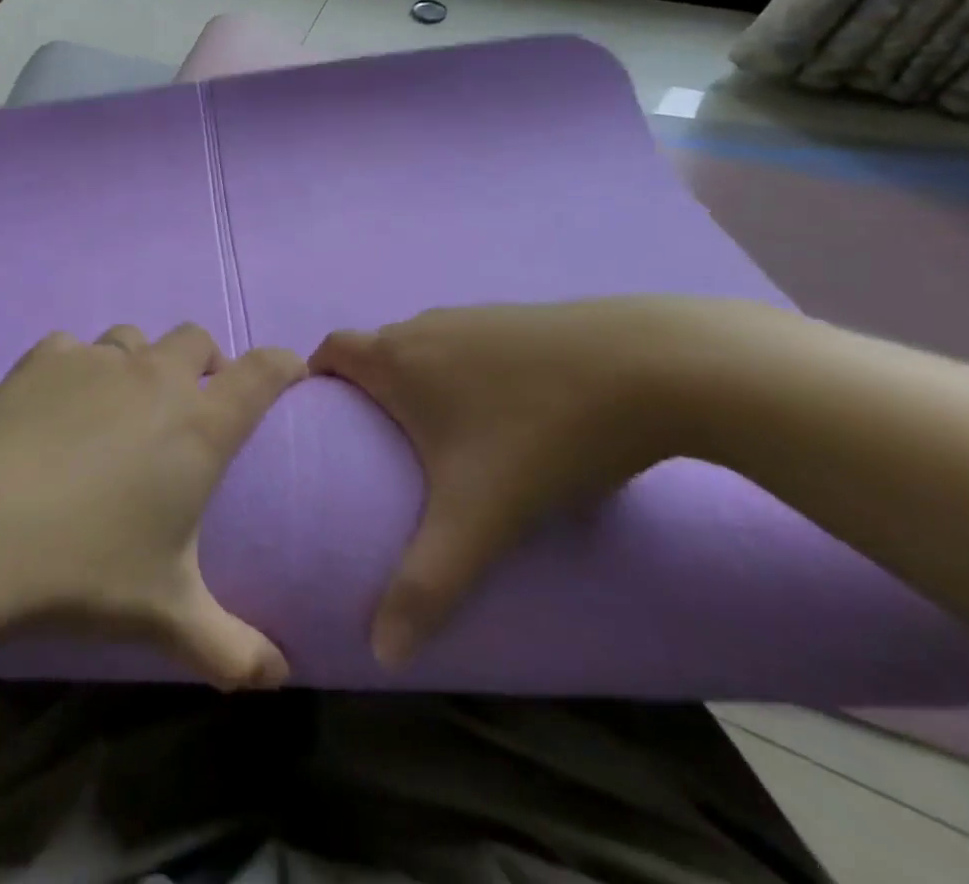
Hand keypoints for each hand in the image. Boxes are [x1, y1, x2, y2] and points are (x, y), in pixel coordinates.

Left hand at [0, 324, 307, 689]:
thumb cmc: (85, 568)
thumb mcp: (166, 616)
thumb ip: (232, 648)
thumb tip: (279, 679)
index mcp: (198, 425)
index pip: (262, 372)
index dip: (283, 364)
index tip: (289, 373)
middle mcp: (153, 377)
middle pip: (196, 339)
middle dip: (205, 362)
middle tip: (193, 404)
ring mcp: (95, 361)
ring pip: (133, 339)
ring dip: (140, 363)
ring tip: (121, 407)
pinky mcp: (42, 359)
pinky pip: (73, 347)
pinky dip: (77, 367)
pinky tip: (57, 404)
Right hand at [310, 298, 732, 666]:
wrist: (650, 367)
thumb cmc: (540, 434)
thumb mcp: (480, 517)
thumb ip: (427, 583)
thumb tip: (382, 652)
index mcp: (397, 359)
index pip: (331, 350)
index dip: (317, 376)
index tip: (324, 417)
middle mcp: (425, 327)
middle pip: (377, 349)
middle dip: (369, 389)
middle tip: (383, 445)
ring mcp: (476, 317)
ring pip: (425, 345)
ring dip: (420, 380)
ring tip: (444, 436)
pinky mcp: (522, 318)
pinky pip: (470, 343)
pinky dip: (467, 371)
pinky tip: (510, 413)